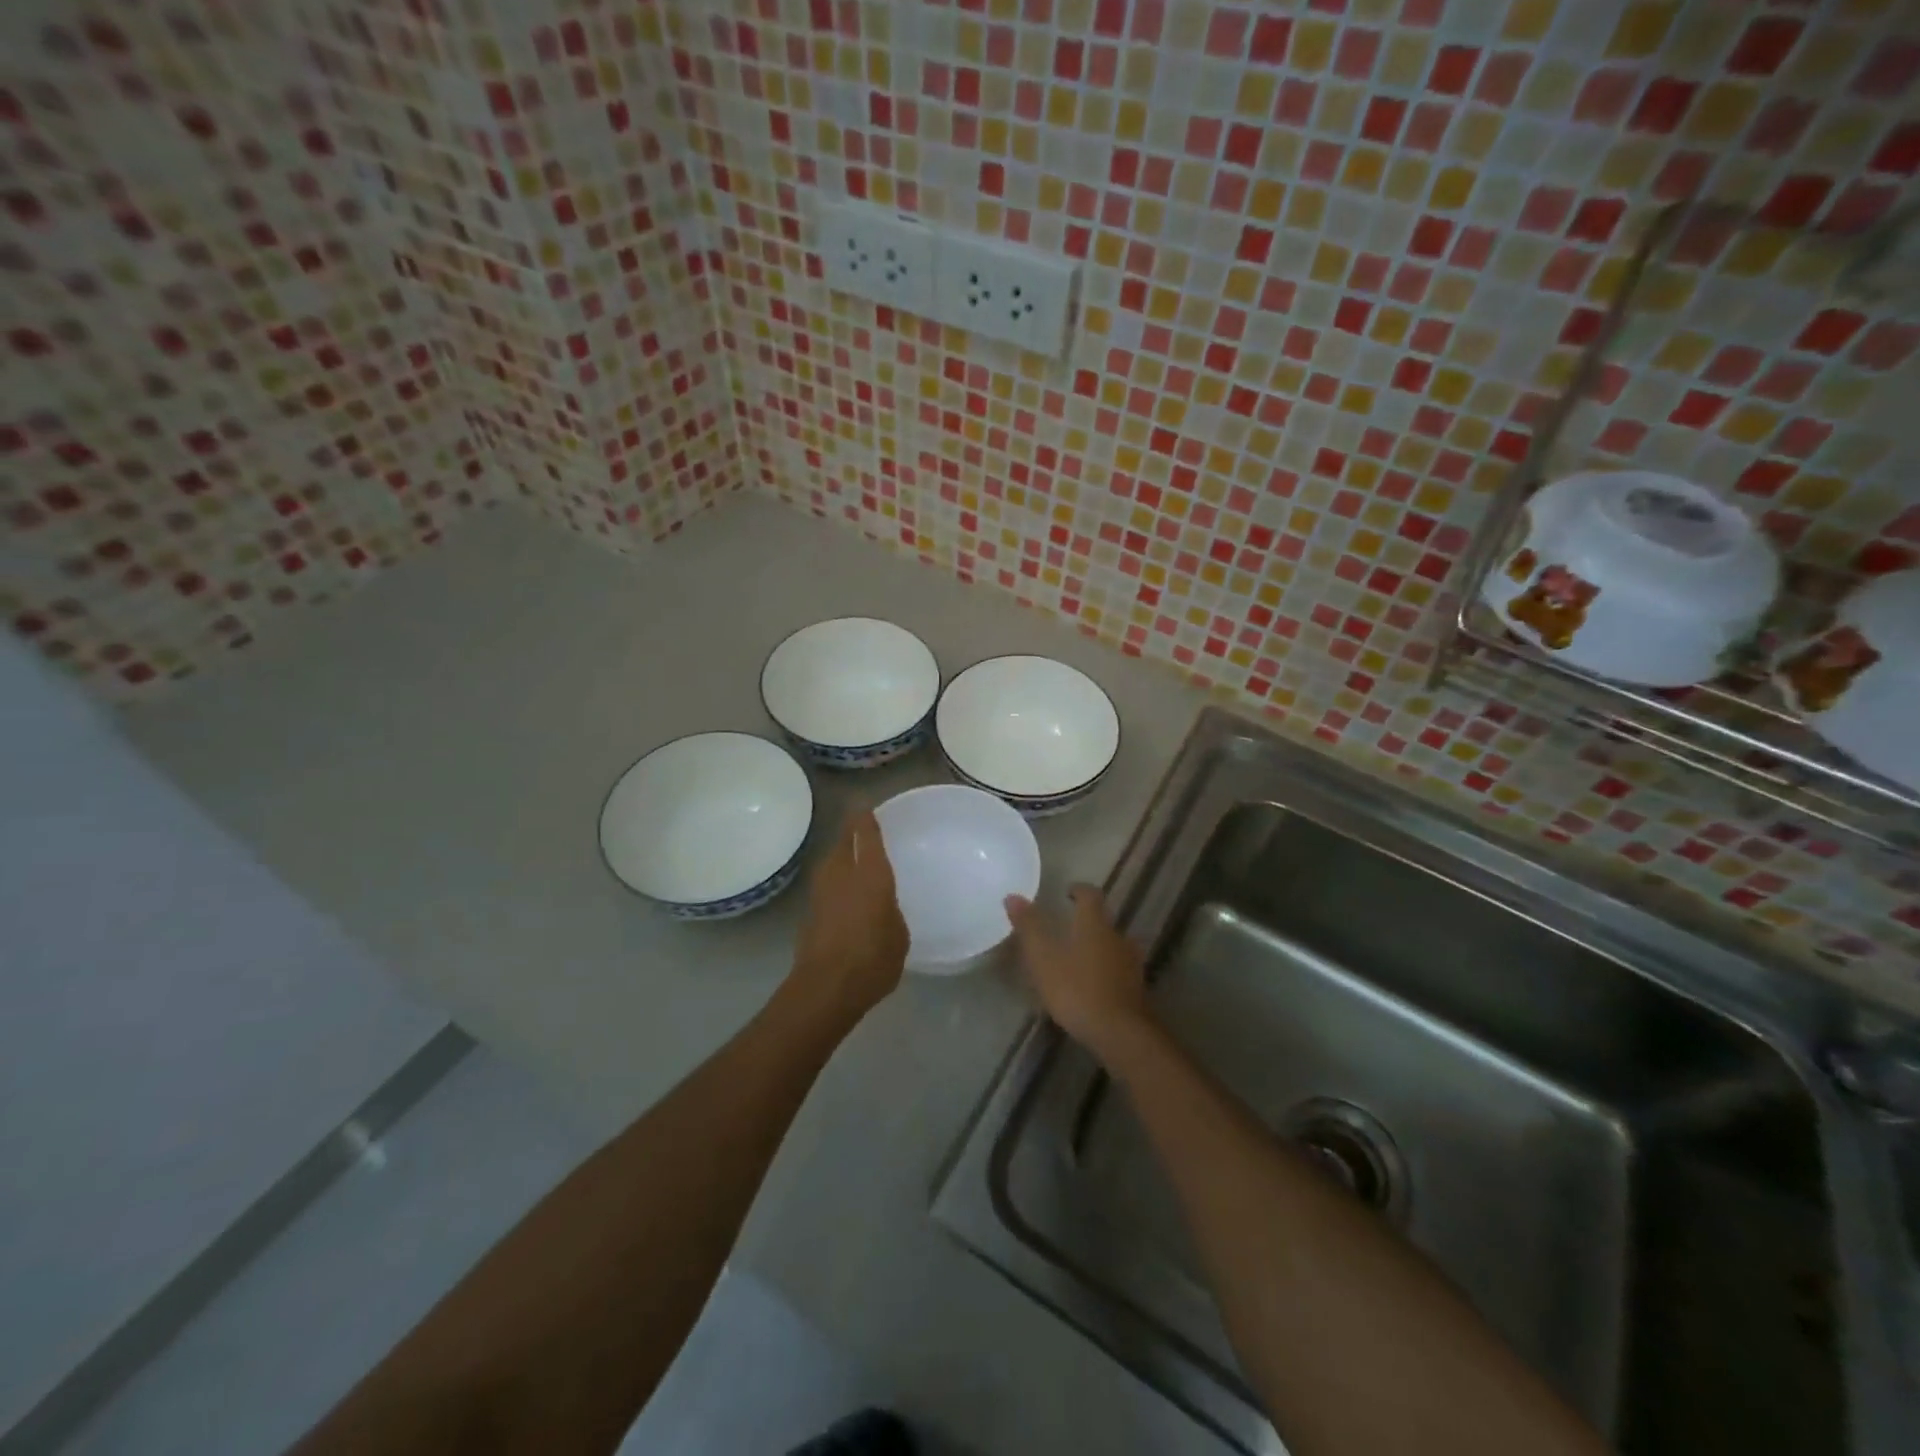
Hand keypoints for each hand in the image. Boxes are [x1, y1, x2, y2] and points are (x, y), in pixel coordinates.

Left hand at [789, 806, 908, 1023]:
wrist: (826, 988)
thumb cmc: (873, 959)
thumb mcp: (898, 934)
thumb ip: (890, 911)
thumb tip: (881, 907)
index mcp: (871, 874)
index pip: (866, 833)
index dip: (865, 817)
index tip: (867, 807)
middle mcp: (842, 874)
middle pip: (843, 842)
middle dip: (851, 833)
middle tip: (864, 831)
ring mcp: (821, 892)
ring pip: (831, 862)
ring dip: (841, 856)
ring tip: (856, 860)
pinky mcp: (809, 912)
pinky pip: (827, 885)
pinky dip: (836, 882)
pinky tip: (846, 894)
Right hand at [1005, 885, 1150, 1061]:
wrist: (1121, 1033)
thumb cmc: (1077, 989)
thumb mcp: (1043, 958)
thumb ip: (1029, 927)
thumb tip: (1013, 896)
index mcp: (1095, 924)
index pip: (1090, 895)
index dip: (1079, 890)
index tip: (1067, 892)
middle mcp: (1117, 937)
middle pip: (1103, 920)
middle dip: (1087, 921)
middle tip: (1068, 927)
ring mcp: (1131, 964)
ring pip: (1113, 945)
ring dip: (1098, 946)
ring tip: (1078, 958)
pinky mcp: (1137, 989)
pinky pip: (1119, 970)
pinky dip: (1106, 970)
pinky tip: (1093, 985)